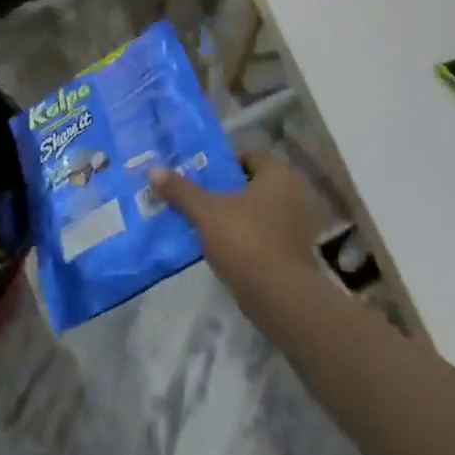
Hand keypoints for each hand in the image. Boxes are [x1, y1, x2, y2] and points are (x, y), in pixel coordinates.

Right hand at [149, 152, 320, 307]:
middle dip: (227, 190)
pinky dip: (249, 235)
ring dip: (237, 214)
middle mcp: (295, 193)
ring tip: (206, 221)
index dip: (223, 163)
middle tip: (199, 196)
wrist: (282, 298)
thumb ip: (181, 190)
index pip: (249, 156)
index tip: (200, 175)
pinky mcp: (297, 252)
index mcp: (279, 174)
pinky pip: (267, 233)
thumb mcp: (206, 212)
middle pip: (253, 184)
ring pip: (260, 210)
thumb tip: (153, 170)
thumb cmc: (246, 241)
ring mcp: (300, 225)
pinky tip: (225, 246)